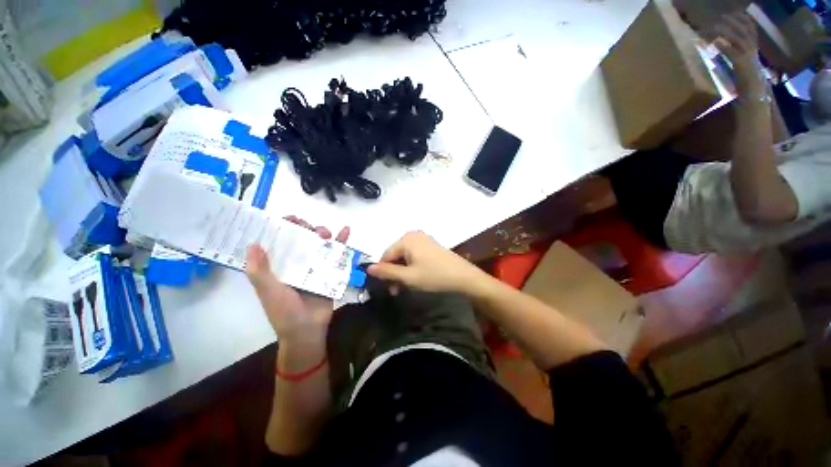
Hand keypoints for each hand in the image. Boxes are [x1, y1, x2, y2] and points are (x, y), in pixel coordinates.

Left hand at [246, 216, 349, 341]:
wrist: (308, 330)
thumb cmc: (285, 312)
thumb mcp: (269, 291)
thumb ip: (260, 271)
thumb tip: (252, 244)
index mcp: (279, 266)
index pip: (279, 242)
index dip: (281, 228)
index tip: (287, 219)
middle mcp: (297, 263)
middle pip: (302, 239)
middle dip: (305, 228)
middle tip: (308, 226)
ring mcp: (315, 266)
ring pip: (320, 244)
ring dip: (324, 233)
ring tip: (325, 232)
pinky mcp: (331, 271)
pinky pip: (338, 254)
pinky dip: (343, 242)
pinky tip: (346, 230)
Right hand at [366, 231, 487, 295]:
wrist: (463, 276)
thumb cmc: (434, 276)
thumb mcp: (408, 276)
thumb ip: (387, 272)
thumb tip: (368, 268)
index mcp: (406, 239)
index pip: (386, 255)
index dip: (384, 272)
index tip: (387, 288)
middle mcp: (413, 235)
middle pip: (395, 255)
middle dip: (394, 273)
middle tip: (396, 291)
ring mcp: (423, 239)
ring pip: (404, 256)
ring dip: (402, 272)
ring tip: (405, 286)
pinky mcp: (429, 245)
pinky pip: (413, 255)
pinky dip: (411, 266)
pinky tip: (414, 277)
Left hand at [713, 11, 764, 95]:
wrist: (754, 100)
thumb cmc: (747, 88)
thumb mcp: (741, 70)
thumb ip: (734, 59)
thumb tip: (722, 51)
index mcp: (754, 53)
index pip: (751, 32)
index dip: (744, 22)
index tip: (736, 14)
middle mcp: (753, 53)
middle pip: (745, 32)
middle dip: (735, 22)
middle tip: (723, 16)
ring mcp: (748, 58)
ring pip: (738, 39)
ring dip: (727, 31)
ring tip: (716, 25)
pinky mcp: (742, 65)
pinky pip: (731, 52)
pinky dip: (723, 46)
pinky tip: (714, 42)